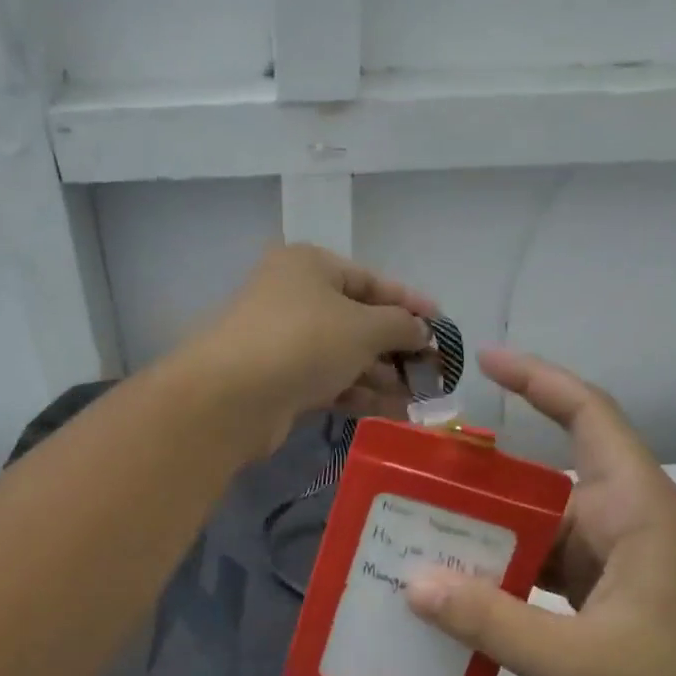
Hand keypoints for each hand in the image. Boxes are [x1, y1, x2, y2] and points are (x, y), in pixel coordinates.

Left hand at [182, 245, 437, 453]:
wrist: (233, 397)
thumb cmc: (304, 341)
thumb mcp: (365, 326)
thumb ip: (401, 325)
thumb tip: (422, 332)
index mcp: (309, 266)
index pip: (371, 280)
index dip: (410, 302)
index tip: (442, 324)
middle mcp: (294, 297)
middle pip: (358, 320)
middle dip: (398, 346)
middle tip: (436, 369)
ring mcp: (284, 341)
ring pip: (345, 355)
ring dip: (383, 374)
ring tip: (422, 395)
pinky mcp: (280, 381)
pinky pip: (330, 381)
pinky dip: (360, 393)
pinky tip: (394, 410)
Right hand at [404, 349, 675, 675]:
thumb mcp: (581, 664)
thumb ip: (494, 624)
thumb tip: (414, 584)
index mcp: (634, 509)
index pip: (588, 415)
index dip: (538, 380)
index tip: (485, 362)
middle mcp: (625, 523)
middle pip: (545, 481)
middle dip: (482, 480)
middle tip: (412, 482)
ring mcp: (619, 564)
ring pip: (541, 531)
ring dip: (489, 536)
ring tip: (418, 540)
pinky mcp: (612, 601)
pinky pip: (547, 572)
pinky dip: (506, 578)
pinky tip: (460, 596)